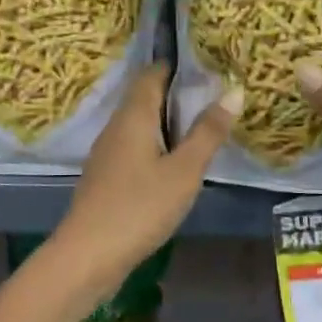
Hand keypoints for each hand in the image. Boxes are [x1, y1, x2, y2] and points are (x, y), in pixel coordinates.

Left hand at [45, 63, 242, 302]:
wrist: (87, 255)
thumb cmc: (139, 207)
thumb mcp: (184, 171)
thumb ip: (208, 132)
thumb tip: (233, 90)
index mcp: (133, 116)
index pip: (152, 74)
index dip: (178, 66)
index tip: (209, 67)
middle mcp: (116, 126)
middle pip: (146, 97)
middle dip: (177, 94)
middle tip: (215, 96)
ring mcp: (107, 153)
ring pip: (140, 124)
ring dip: (168, 122)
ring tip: (203, 126)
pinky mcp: (106, 176)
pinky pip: (134, 147)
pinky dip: (157, 145)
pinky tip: (175, 162)